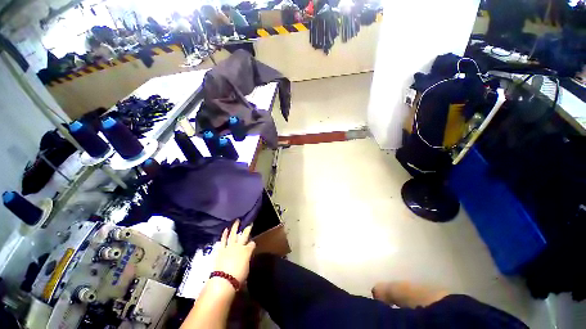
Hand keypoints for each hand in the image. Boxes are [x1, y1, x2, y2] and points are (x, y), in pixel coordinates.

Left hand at [214, 220, 255, 283]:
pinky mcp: (221, 250)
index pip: (252, 244)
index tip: (252, 244)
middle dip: (248, 229)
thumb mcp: (246, 269)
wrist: (224, 280)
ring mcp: (230, 247)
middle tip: (250, 223)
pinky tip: (226, 229)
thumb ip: (247, 261)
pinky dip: (224, 234)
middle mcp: (239, 246)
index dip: (252, 244)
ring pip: (233, 234)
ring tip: (237, 221)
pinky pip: (223, 240)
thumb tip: (246, 260)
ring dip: (235, 227)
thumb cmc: (238, 278)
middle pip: (244, 235)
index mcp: (247, 251)